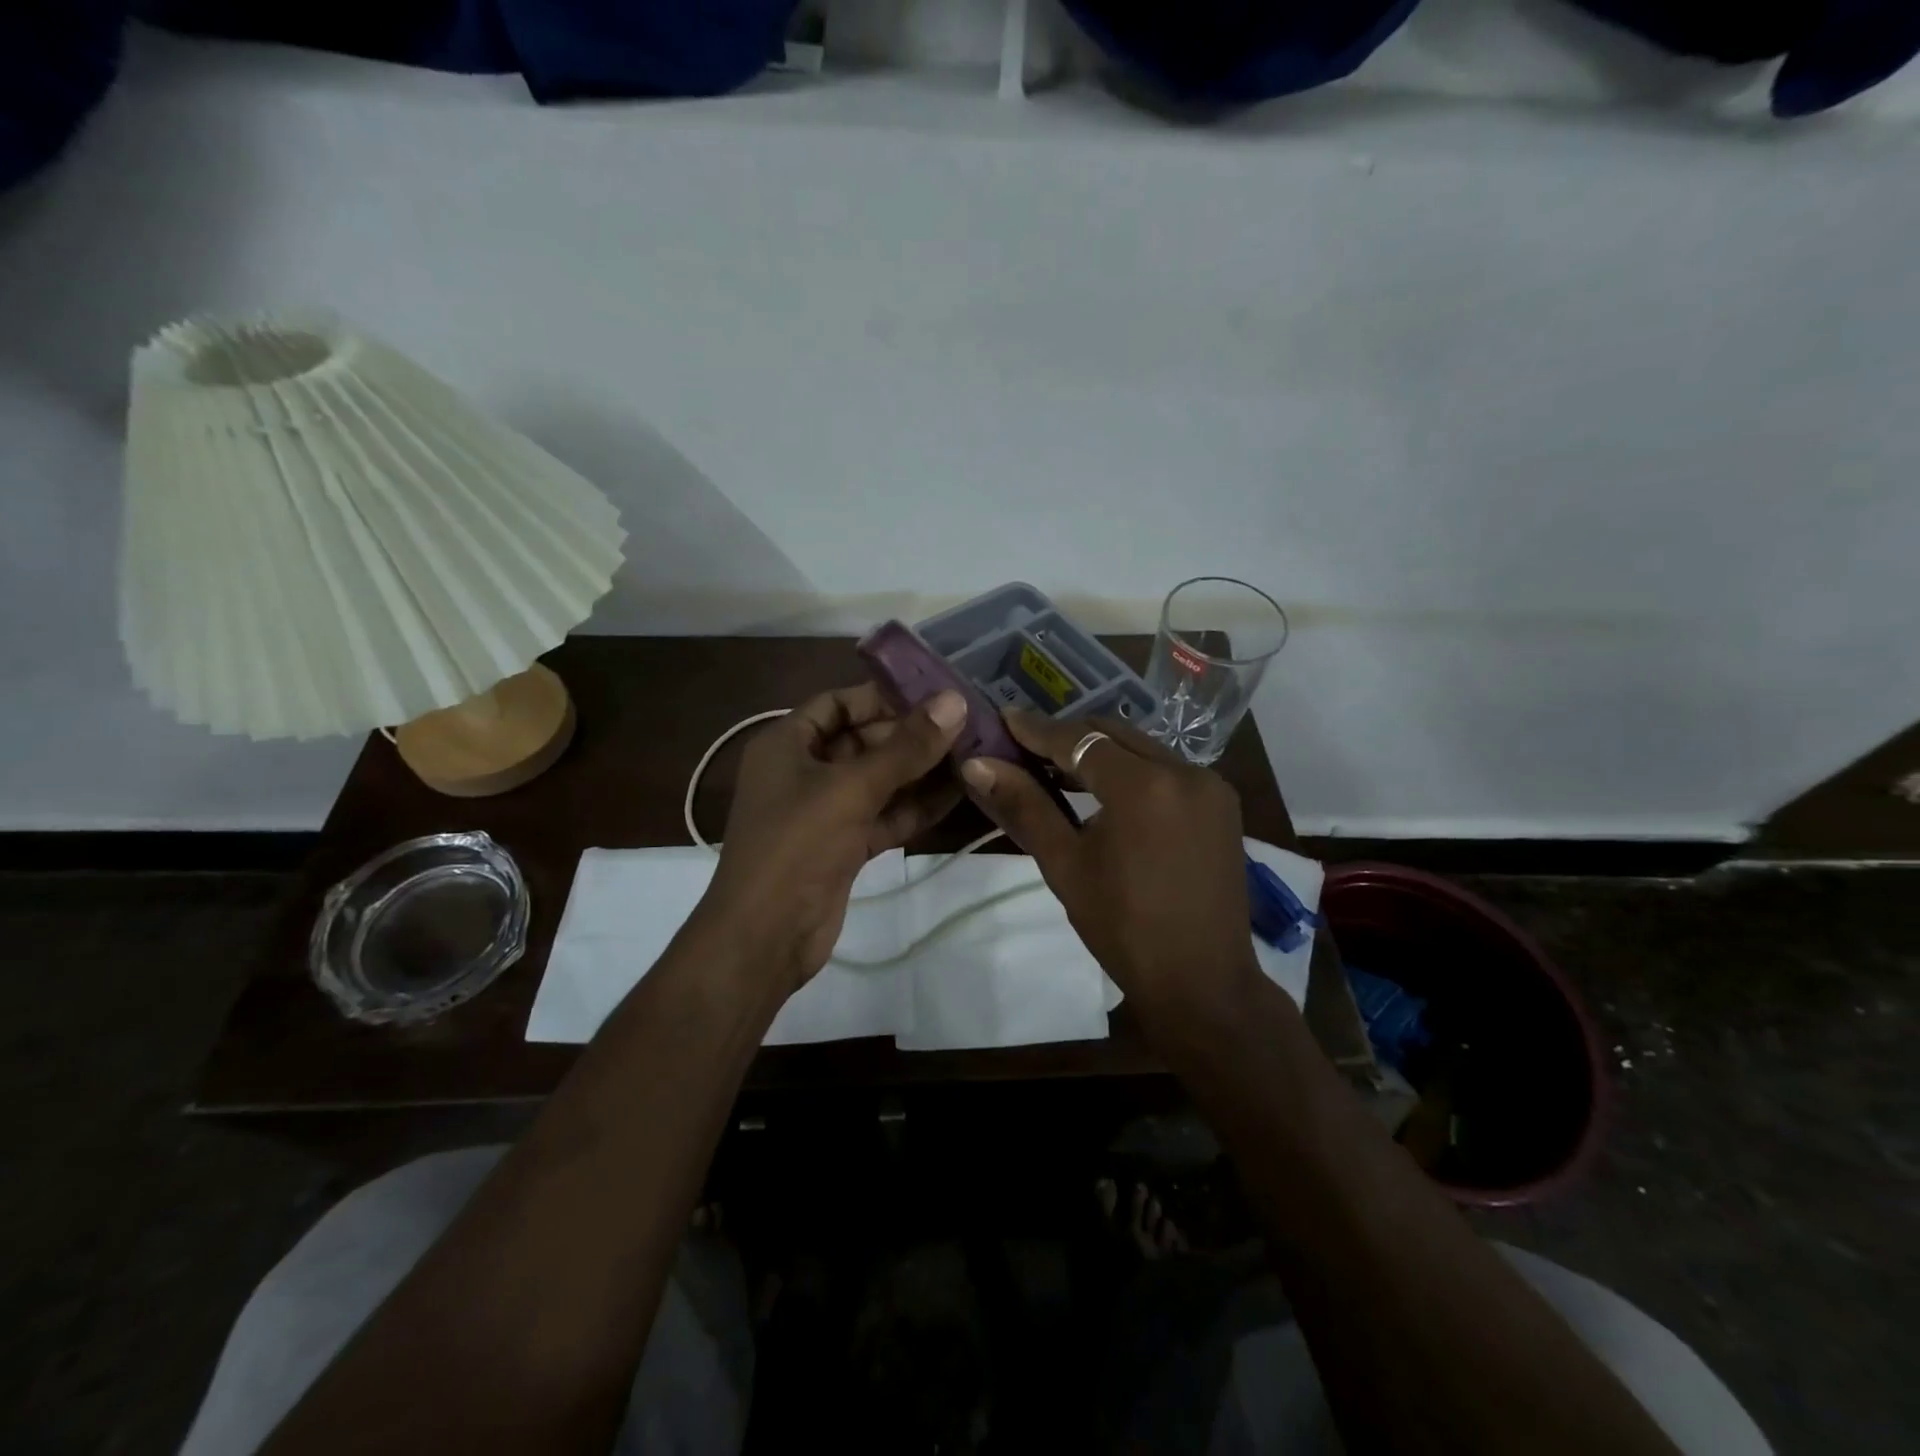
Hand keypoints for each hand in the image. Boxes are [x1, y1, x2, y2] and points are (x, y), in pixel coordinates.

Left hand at [703, 683, 968, 990]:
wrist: (765, 936)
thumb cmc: (796, 845)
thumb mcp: (851, 788)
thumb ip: (905, 747)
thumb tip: (954, 702)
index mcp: (786, 744)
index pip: (836, 704)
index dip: (880, 696)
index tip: (932, 695)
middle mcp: (803, 771)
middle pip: (861, 741)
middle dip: (909, 736)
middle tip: (965, 725)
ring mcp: (824, 812)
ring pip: (877, 781)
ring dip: (919, 772)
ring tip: (972, 754)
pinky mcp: (844, 846)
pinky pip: (884, 815)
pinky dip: (915, 807)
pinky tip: (958, 794)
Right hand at [958, 711, 1263, 1028]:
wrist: (1202, 982)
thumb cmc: (1123, 928)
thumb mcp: (1065, 864)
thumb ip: (1024, 806)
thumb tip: (977, 765)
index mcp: (1145, 786)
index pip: (1080, 740)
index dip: (1037, 730)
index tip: (1004, 718)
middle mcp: (1185, 770)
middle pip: (1113, 734)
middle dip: (1068, 736)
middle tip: (1025, 745)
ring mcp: (1210, 785)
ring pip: (1142, 748)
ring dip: (1100, 752)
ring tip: (1056, 766)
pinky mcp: (1222, 803)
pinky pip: (1167, 769)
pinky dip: (1132, 769)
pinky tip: (1105, 789)